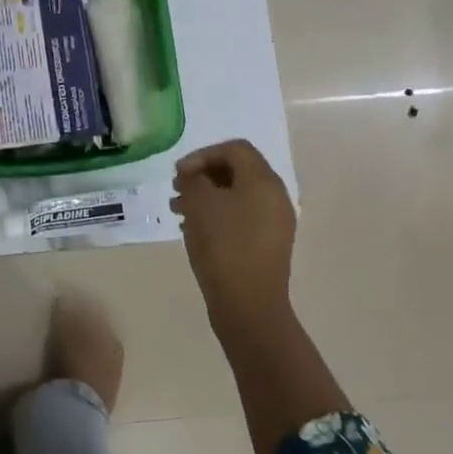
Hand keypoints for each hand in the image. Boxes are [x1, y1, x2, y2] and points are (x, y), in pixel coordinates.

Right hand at [171, 139, 296, 332]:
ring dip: (207, 196)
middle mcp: (275, 196)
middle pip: (237, 171)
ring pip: (237, 196)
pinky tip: (194, 229)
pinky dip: (217, 215)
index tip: (179, 173)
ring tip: (178, 210)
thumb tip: (194, 174)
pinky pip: (241, 217)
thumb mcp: (200, 203)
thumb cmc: (223, 244)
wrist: (248, 305)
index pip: (235, 149)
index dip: (203, 154)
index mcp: (263, 180)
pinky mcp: (268, 245)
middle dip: (203, 175)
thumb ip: (194, 178)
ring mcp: (275, 223)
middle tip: (177, 188)